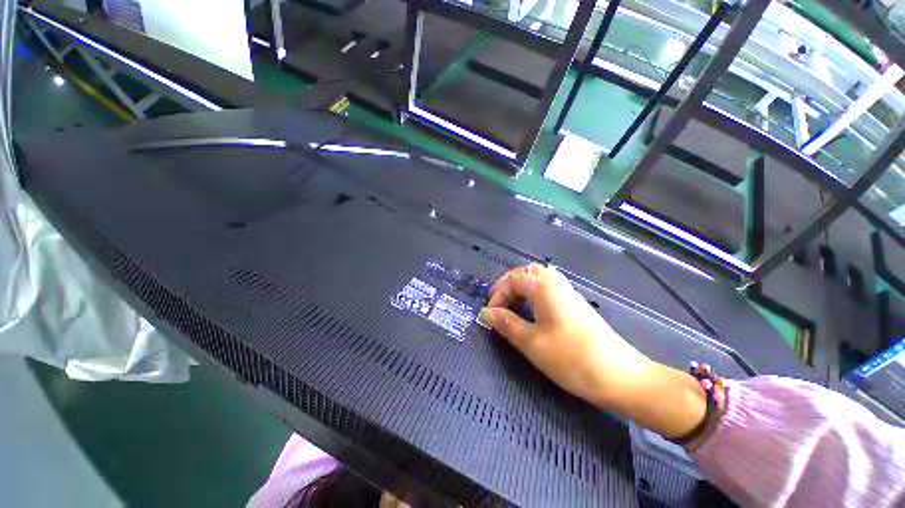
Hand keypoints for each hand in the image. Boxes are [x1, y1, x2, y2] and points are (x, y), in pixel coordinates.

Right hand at [481, 263, 707, 439]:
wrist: (620, 376)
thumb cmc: (571, 357)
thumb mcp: (531, 342)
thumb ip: (506, 323)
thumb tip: (486, 312)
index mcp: (544, 287)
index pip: (513, 278)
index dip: (498, 293)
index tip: (492, 314)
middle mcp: (557, 283)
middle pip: (527, 273)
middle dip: (509, 286)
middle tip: (501, 306)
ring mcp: (569, 293)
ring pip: (539, 280)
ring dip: (522, 290)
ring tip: (514, 310)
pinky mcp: (576, 305)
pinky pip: (549, 290)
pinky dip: (534, 296)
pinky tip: (534, 315)